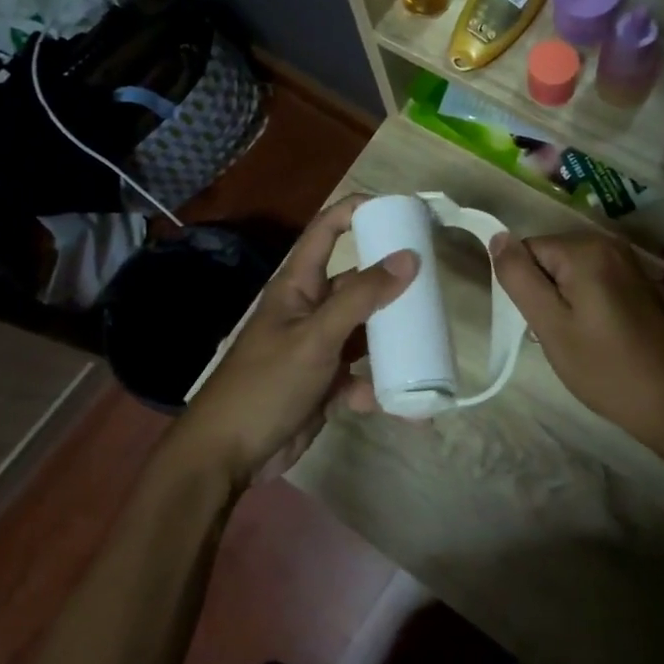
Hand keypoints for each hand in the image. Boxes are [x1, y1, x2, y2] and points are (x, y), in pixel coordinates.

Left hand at [179, 196, 416, 489]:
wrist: (229, 454)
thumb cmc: (266, 384)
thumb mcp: (316, 337)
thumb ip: (361, 299)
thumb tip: (409, 258)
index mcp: (298, 285)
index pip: (326, 231)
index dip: (357, 211)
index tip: (400, 209)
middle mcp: (310, 309)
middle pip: (357, 284)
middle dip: (392, 283)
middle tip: (434, 281)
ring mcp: (318, 348)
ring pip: (365, 333)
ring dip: (394, 342)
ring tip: (432, 343)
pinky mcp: (325, 384)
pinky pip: (362, 377)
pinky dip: (381, 390)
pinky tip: (407, 407)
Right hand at [489, 232, 663, 446]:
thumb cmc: (606, 368)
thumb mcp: (550, 325)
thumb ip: (519, 277)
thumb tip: (497, 237)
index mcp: (585, 248)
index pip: (526, 250)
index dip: (524, 287)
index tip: (539, 323)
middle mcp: (607, 243)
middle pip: (547, 258)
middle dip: (543, 293)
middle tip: (558, 335)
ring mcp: (626, 262)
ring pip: (566, 272)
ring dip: (562, 302)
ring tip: (576, 339)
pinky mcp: (635, 281)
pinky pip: (589, 281)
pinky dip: (582, 304)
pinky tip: (595, 336)